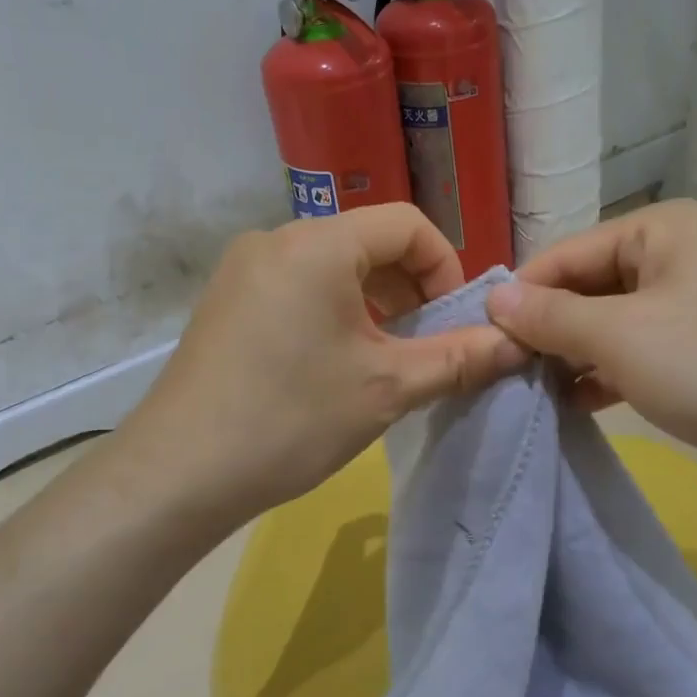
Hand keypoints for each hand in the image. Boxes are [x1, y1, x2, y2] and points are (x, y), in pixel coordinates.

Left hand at [113, 204, 524, 534]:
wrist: (178, 473)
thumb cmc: (291, 419)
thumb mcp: (387, 389)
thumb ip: (459, 358)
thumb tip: (519, 344)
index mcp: (317, 244)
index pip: (406, 224)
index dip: (445, 266)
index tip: (454, 319)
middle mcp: (276, 239)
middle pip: (368, 242)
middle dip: (411, 288)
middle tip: (426, 344)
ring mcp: (244, 268)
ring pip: (333, 266)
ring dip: (374, 302)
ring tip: (385, 358)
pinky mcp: (227, 300)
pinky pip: (298, 285)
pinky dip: (334, 310)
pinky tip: (336, 362)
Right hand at [484, 199, 696, 512]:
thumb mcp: (619, 335)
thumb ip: (551, 315)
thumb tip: (495, 299)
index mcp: (659, 230)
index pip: (566, 254)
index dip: (522, 295)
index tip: (481, 338)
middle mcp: (674, 257)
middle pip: (587, 287)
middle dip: (547, 329)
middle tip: (502, 370)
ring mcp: (691, 307)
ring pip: (609, 325)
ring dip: (571, 355)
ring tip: (529, 390)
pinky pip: (635, 355)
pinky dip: (604, 375)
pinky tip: (573, 403)